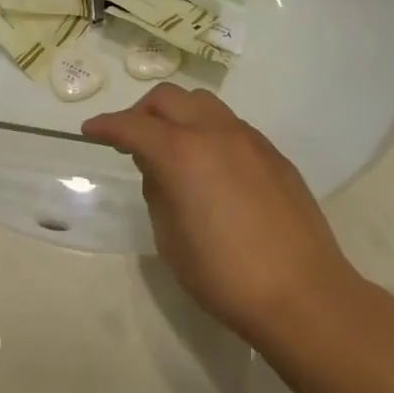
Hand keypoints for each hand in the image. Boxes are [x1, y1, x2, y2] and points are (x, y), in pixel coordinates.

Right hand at [83, 84, 355, 346]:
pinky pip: (230, 125)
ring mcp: (249, 139)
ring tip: (171, 146)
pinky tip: (210, 165)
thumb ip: (158, 192)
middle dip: (141, 112)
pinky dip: (208, 131)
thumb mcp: (171, 239)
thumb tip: (160, 169)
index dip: (106, 126)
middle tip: (129, 139)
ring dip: (177, 115)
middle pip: (168, 98)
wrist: (303, 294)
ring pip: (203, 103)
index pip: (133, 126)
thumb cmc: (225, 275)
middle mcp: (214, 133)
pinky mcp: (273, 154)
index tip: (91, 130)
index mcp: (182, 153)